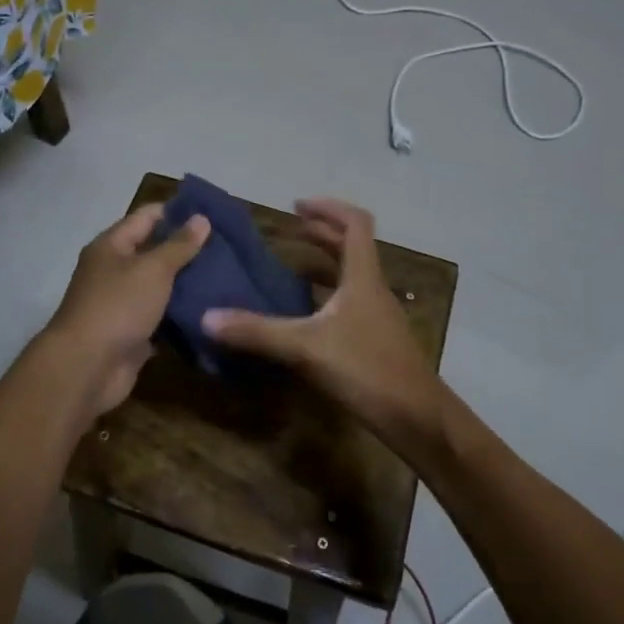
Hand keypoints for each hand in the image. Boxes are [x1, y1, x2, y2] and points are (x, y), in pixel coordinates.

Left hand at [43, 203, 208, 417]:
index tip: (213, 213)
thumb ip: (179, 245)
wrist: (88, 367)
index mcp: (112, 246)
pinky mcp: (133, 334)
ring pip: (161, 288)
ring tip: (227, 278)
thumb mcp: (152, 269)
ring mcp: (123, 304)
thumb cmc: (118, 306)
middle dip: (188, 250)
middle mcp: (114, 271)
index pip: (147, 217)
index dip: (178, 212)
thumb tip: (201, 218)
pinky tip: (212, 312)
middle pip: (154, 252)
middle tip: (228, 248)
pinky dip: (182, 316)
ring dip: (188, 285)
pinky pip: (162, 319)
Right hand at [202, 199, 442, 446]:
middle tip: (290, 230)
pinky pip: (350, 303)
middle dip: (322, 234)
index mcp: (362, 278)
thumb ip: (257, 332)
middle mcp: (373, 289)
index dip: (327, 208)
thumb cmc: (366, 369)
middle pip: (353, 247)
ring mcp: (377, 315)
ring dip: (326, 264)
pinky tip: (306, 315)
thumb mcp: (305, 348)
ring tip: (293, 266)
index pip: (355, 224)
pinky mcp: (376, 339)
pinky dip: (327, 296)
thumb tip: (207, 317)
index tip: (296, 206)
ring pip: (352, 276)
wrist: (415, 416)